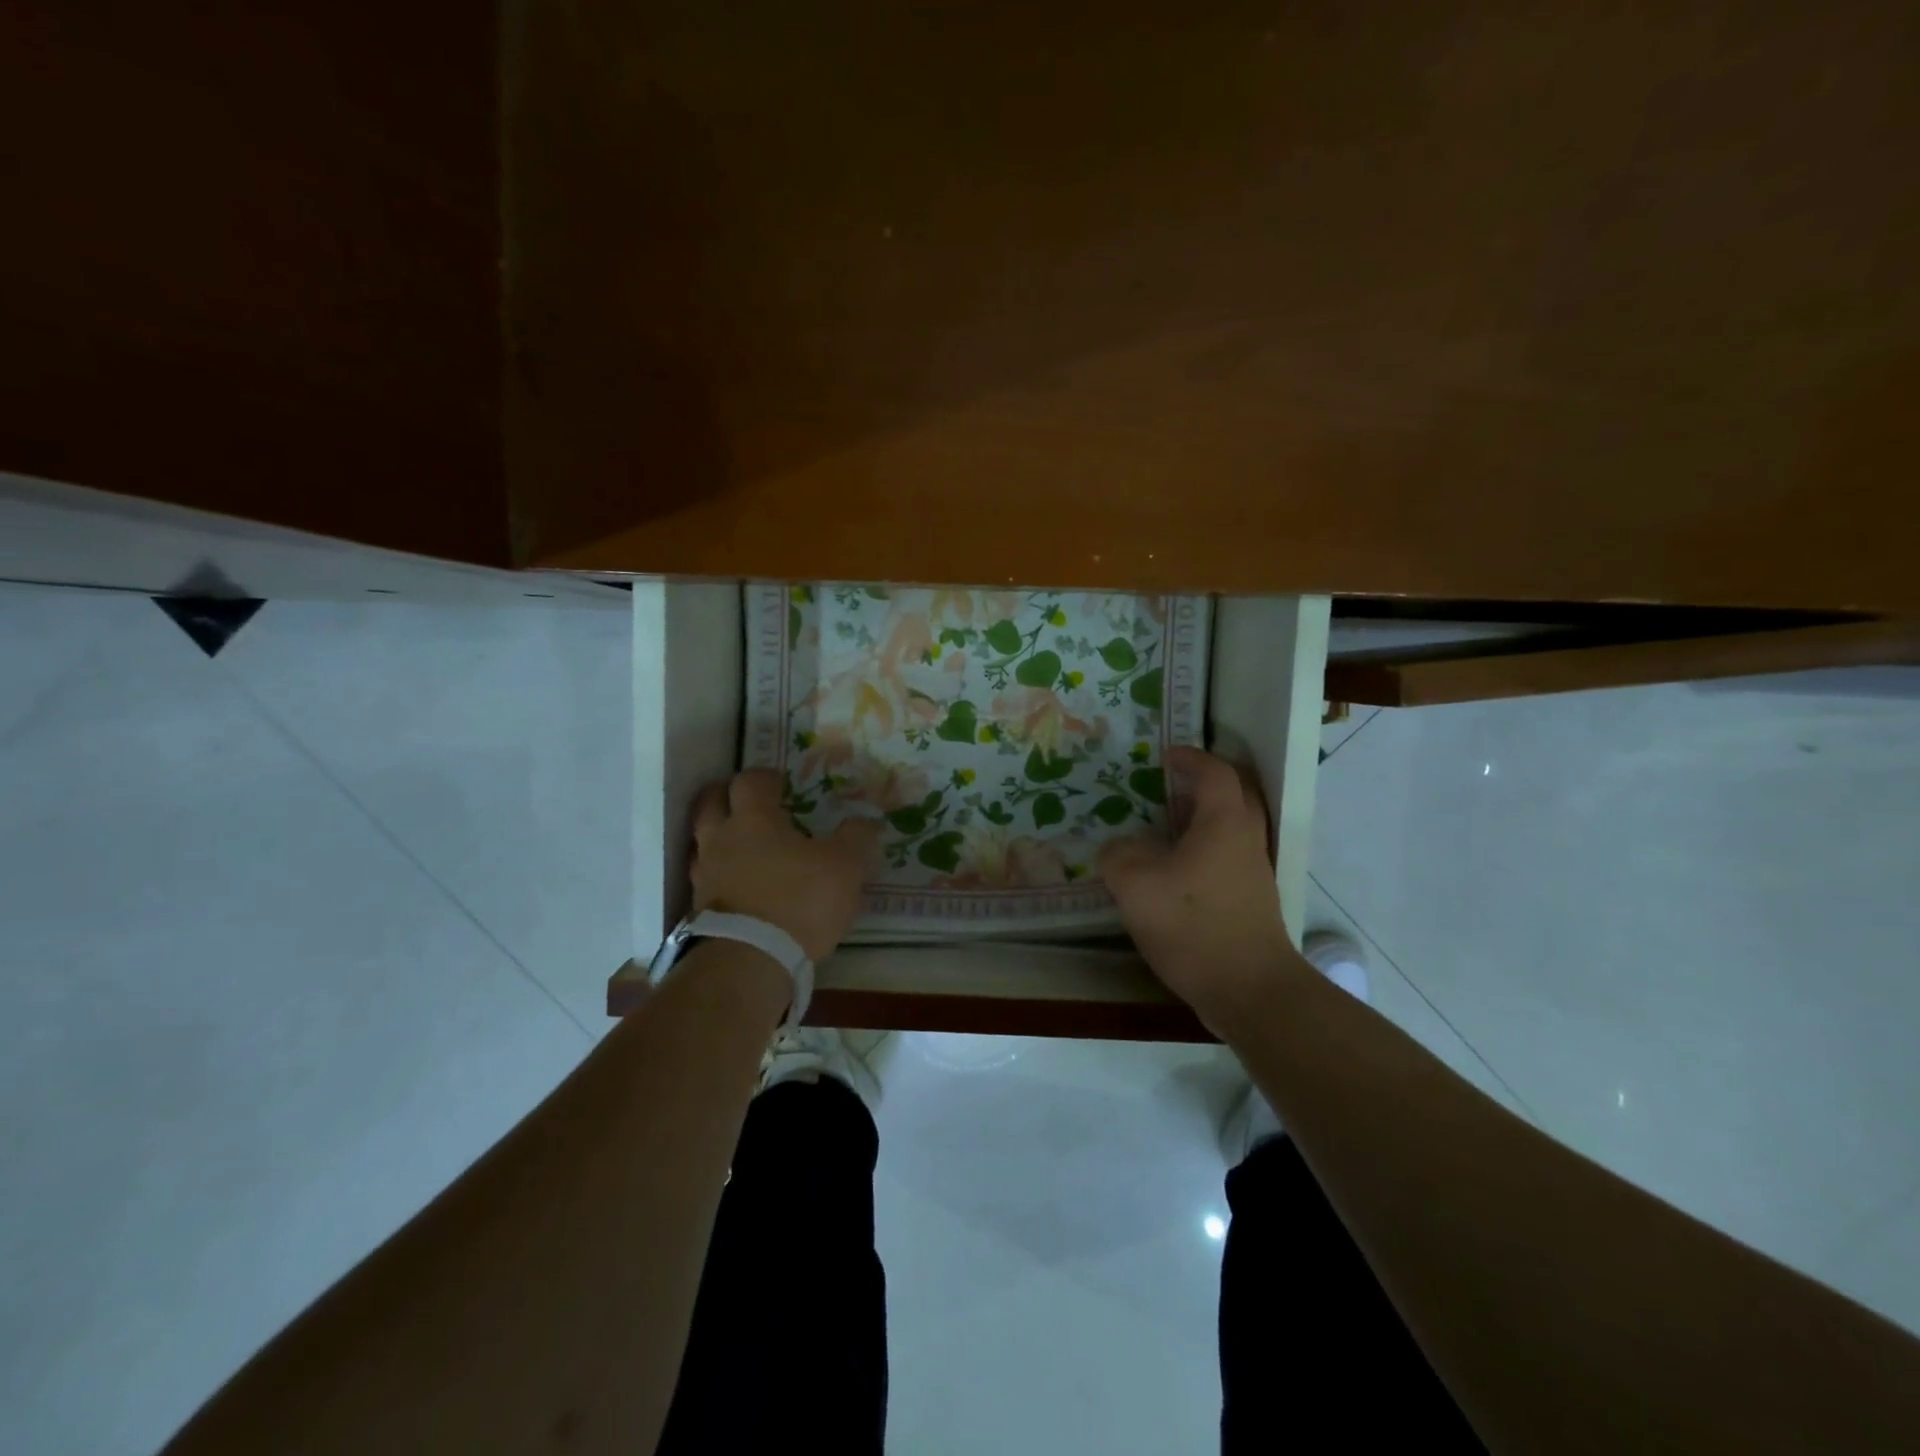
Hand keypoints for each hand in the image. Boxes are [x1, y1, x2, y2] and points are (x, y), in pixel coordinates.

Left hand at [690, 769, 880, 961]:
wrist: (750, 962)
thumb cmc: (799, 901)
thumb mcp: (845, 867)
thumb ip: (856, 838)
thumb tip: (866, 822)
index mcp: (754, 820)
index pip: (750, 781)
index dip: (765, 777)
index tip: (780, 782)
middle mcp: (721, 839)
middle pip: (710, 802)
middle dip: (726, 795)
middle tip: (747, 801)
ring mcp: (704, 875)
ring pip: (702, 841)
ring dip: (718, 836)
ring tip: (742, 845)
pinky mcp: (698, 909)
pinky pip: (705, 879)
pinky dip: (719, 875)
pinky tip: (737, 885)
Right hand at [1098, 746, 1304, 1033]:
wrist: (1248, 989)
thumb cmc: (1193, 925)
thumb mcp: (1135, 885)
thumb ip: (1119, 855)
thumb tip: (1119, 848)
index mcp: (1224, 822)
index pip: (1215, 772)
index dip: (1191, 758)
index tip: (1166, 755)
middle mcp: (1247, 839)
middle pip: (1238, 793)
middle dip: (1208, 781)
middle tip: (1174, 784)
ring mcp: (1255, 871)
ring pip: (1235, 827)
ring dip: (1207, 816)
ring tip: (1168, 825)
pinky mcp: (1253, 900)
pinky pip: (1230, 855)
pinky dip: (1207, 847)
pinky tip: (1176, 870)